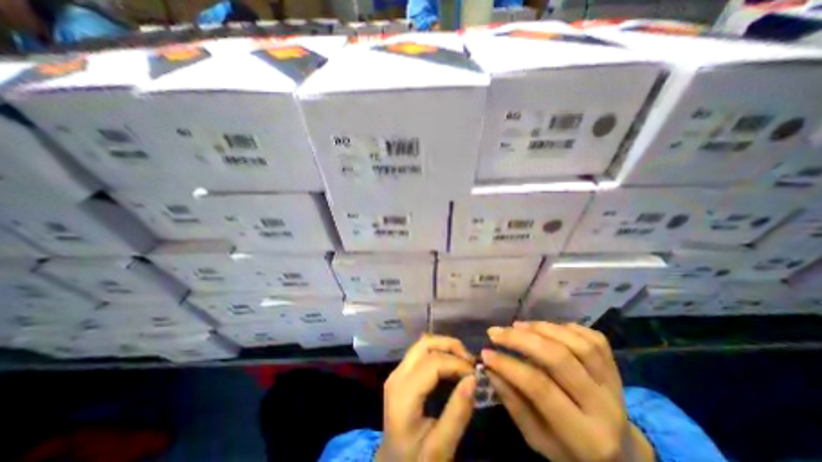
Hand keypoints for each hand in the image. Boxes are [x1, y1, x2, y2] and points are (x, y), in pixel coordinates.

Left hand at [378, 336, 479, 461]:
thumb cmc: (415, 460)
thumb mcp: (440, 448)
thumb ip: (457, 413)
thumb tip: (473, 378)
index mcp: (403, 393)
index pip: (433, 362)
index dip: (457, 363)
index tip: (476, 375)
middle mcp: (397, 375)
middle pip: (425, 344)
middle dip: (450, 346)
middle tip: (471, 361)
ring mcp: (397, 371)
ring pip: (422, 344)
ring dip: (445, 347)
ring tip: (464, 361)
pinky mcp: (401, 373)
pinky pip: (420, 352)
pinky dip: (439, 352)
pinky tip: (451, 364)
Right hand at [483, 322, 655, 461]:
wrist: (622, 457)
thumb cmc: (570, 451)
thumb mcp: (538, 439)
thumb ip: (514, 403)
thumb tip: (490, 368)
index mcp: (585, 436)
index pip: (540, 388)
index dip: (508, 365)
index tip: (485, 353)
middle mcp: (605, 407)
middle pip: (559, 358)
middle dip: (521, 339)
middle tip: (496, 332)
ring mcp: (615, 384)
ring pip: (577, 343)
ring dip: (541, 328)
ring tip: (517, 326)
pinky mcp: (617, 368)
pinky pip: (594, 338)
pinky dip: (566, 327)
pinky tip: (546, 328)